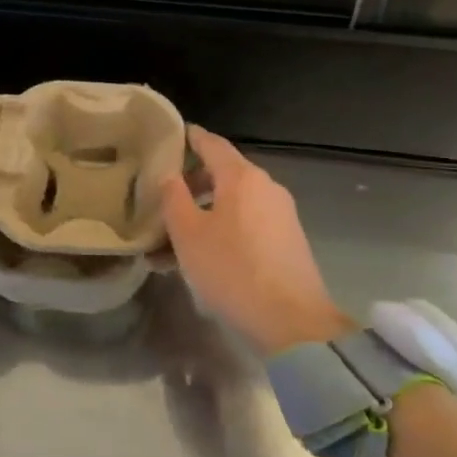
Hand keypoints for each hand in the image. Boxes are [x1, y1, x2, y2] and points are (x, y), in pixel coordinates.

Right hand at [160, 125, 352, 355]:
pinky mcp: (288, 241)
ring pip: (234, 204)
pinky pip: (248, 225)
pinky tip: (204, 259)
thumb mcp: (188, 235)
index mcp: (242, 177)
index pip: (212, 144)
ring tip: (175, 241)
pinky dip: (224, 231)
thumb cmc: (232, 270)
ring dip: (205, 215)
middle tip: (165, 201)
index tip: (173, 135)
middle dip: (193, 185)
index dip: (191, 138)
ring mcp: (281, 214)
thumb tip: (169, 176)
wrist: (292, 321)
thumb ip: (174, 199)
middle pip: (224, 174)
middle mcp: (266, 187)